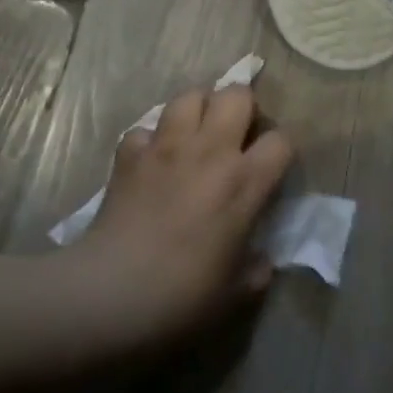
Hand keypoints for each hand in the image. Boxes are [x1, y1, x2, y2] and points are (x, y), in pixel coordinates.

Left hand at [73, 85, 293, 349]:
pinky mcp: (129, 154)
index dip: (281, 150)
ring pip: (189, 96)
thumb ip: (255, 271)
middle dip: (242, 107)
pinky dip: (150, 140)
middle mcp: (209, 151)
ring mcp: (166, 146)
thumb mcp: (235, 296)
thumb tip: (261, 261)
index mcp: (243, 183)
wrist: (111, 295)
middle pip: (236, 95)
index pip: (281, 141)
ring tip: (196, 133)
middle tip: (236, 134)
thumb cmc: (182, 298)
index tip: (272, 167)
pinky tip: (151, 160)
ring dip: (197, 109)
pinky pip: (144, 129)